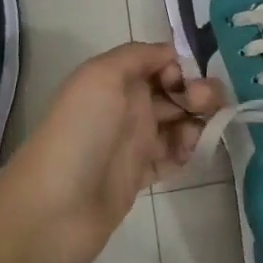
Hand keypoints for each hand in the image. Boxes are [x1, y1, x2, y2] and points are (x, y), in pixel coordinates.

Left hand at [6, 42, 220, 262]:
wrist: (54, 208)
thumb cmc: (80, 132)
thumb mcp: (101, 76)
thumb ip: (137, 55)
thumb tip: (171, 54)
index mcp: (115, 81)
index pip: (159, 64)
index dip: (180, 69)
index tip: (187, 82)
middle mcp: (125, 108)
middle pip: (173, 93)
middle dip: (197, 94)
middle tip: (208, 107)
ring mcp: (132, 144)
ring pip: (177, 124)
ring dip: (196, 124)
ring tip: (196, 136)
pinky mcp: (139, 177)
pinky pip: (172, 158)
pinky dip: (186, 153)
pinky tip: (189, 155)